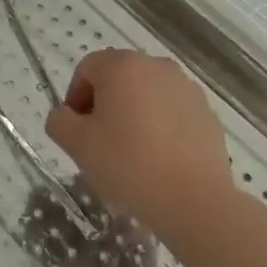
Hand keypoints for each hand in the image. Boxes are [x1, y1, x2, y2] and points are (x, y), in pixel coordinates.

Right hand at [45, 49, 236, 248]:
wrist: (195, 200)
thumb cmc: (129, 165)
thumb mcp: (77, 145)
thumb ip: (60, 121)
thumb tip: (66, 116)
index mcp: (122, 66)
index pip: (87, 69)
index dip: (75, 98)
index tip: (77, 132)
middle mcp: (155, 66)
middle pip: (119, 79)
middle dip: (105, 106)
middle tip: (101, 143)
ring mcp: (185, 88)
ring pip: (147, 95)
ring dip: (134, 115)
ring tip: (133, 154)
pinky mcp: (206, 112)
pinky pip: (172, 112)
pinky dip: (161, 127)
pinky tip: (160, 160)